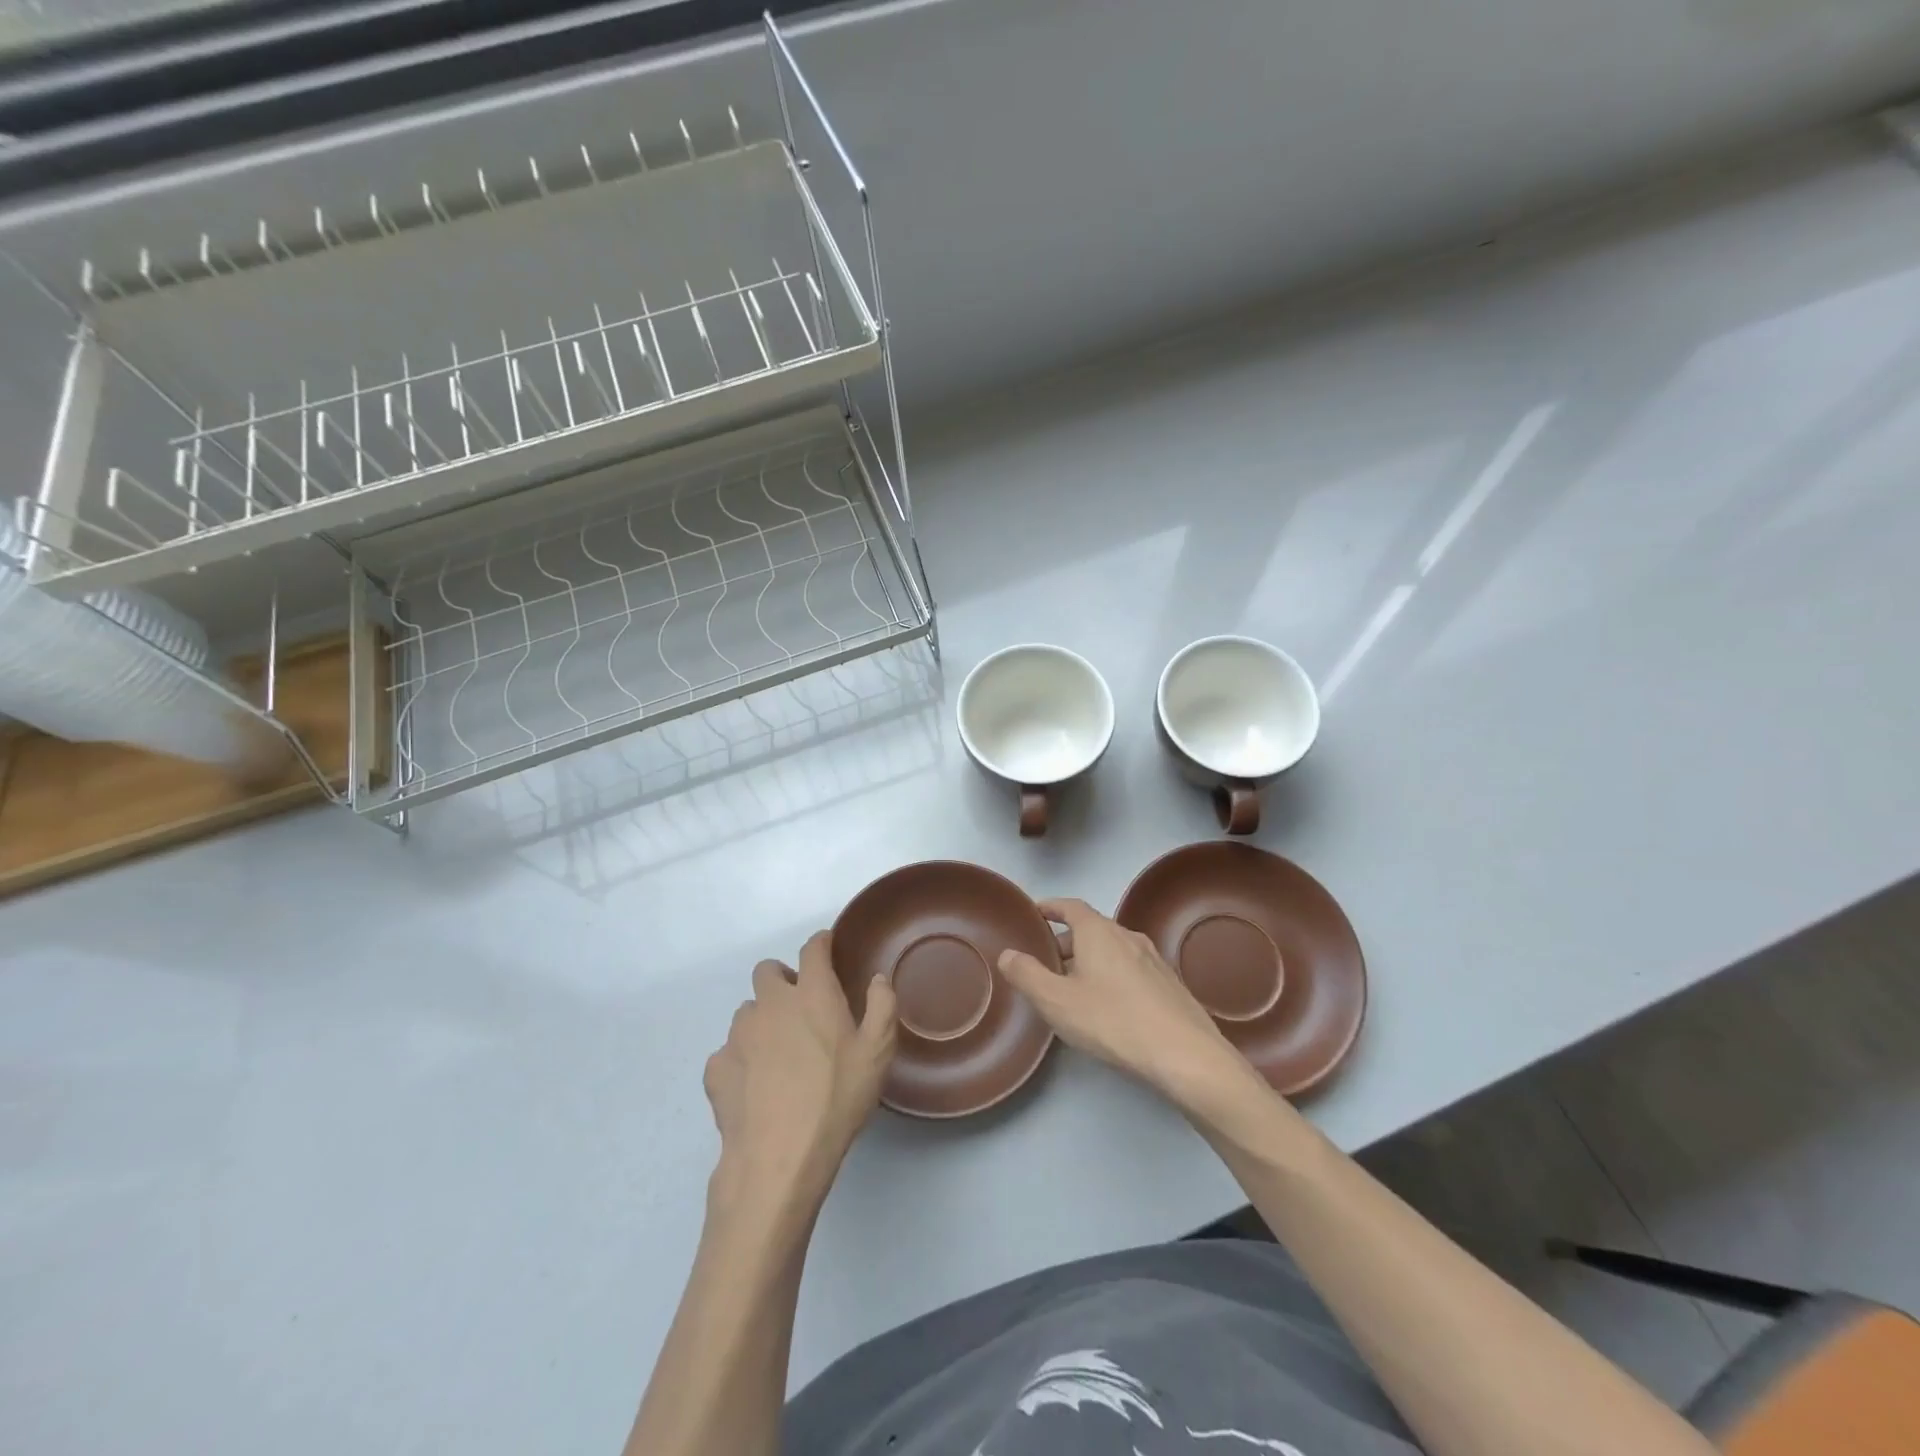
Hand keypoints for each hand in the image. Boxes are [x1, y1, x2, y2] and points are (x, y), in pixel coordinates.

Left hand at [704, 931, 896, 1214]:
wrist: (778, 1159)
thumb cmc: (836, 1099)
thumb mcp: (878, 1053)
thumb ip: (882, 1006)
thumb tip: (877, 979)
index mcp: (812, 994)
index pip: (812, 949)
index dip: (821, 943)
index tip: (827, 948)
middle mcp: (770, 1003)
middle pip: (768, 971)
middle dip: (783, 979)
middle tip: (801, 1008)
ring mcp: (738, 1035)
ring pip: (747, 1011)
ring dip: (762, 1020)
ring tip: (779, 1053)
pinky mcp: (716, 1067)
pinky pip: (728, 1050)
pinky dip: (741, 1059)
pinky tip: (756, 1086)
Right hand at [997, 898, 1256, 1114]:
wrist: (1185, 1054)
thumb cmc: (1112, 1020)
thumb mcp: (1057, 1001)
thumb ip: (1027, 975)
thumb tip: (1008, 953)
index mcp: (1099, 931)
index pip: (1070, 906)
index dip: (1051, 907)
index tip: (1035, 913)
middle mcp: (1127, 936)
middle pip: (1091, 929)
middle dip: (1066, 942)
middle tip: (1045, 963)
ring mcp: (1153, 960)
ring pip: (1112, 951)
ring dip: (1089, 961)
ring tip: (1072, 989)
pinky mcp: (1169, 984)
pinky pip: (1130, 969)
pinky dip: (1111, 976)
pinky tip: (1107, 1008)